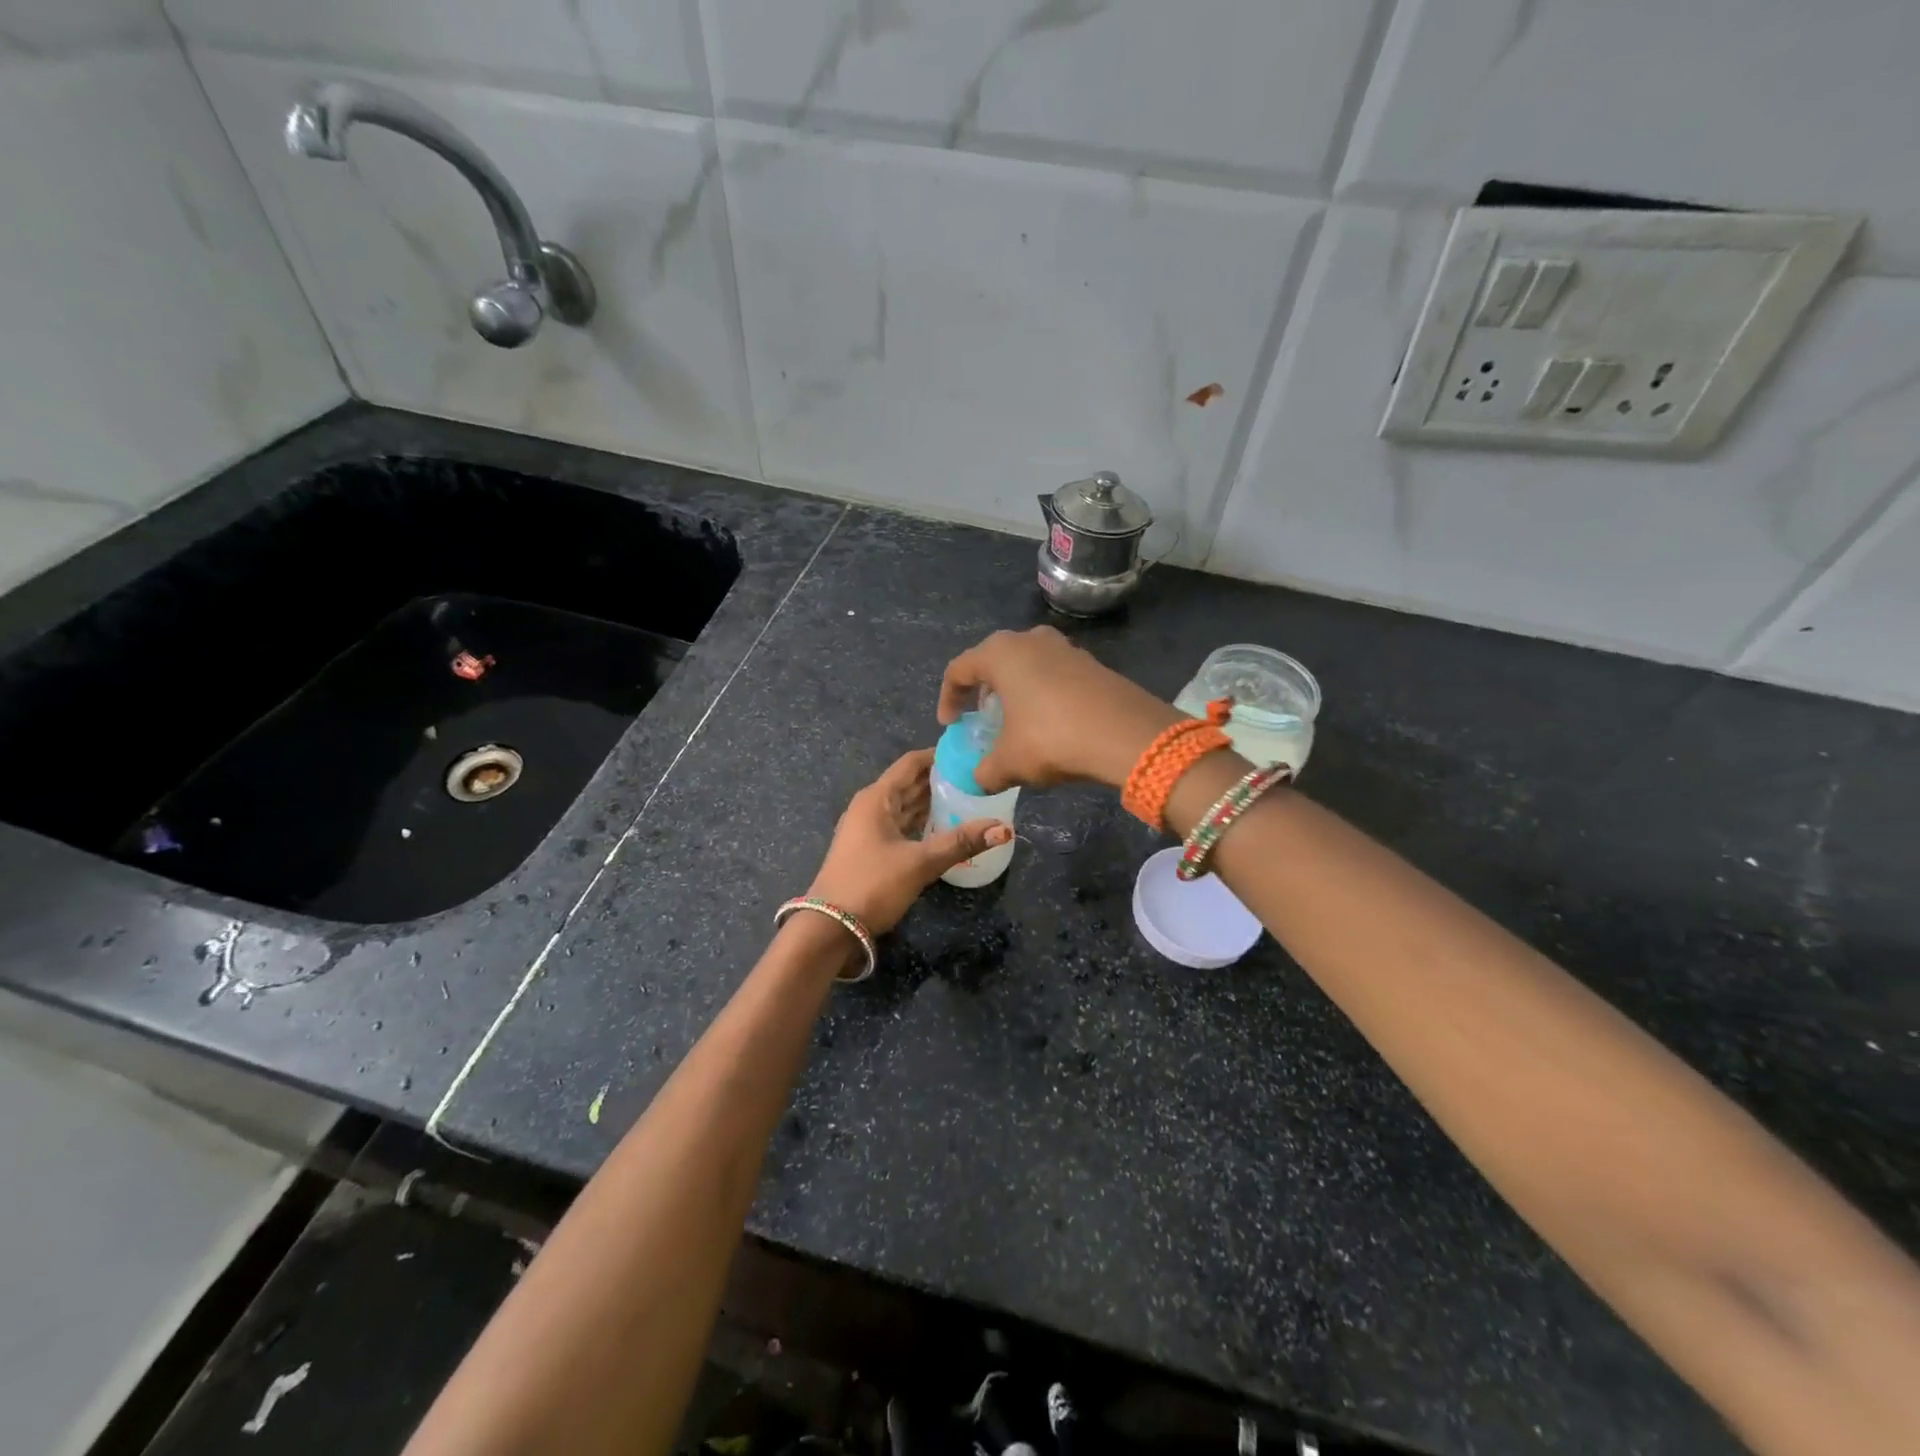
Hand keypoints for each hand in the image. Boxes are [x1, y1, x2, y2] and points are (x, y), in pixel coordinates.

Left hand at [807, 749, 1012, 934]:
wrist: (831, 928)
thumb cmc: (872, 885)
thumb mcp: (920, 862)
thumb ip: (961, 842)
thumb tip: (1004, 828)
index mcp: (876, 798)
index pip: (911, 763)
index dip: (938, 755)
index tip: (969, 753)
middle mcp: (870, 807)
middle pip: (909, 783)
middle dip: (940, 779)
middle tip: (977, 777)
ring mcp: (868, 829)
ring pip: (905, 806)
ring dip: (932, 802)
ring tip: (969, 799)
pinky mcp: (871, 850)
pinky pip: (901, 826)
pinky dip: (922, 823)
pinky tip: (945, 828)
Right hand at [937, 627, 1180, 791]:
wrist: (1128, 735)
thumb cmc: (1053, 738)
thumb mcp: (1010, 762)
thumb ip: (985, 771)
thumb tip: (979, 779)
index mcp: (1001, 653)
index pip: (959, 670)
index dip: (948, 699)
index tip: (951, 726)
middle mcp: (1030, 640)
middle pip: (993, 662)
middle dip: (983, 692)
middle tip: (981, 719)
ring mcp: (1065, 647)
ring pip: (1026, 665)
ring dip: (1015, 691)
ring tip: (1016, 722)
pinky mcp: (1091, 663)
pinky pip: (1053, 674)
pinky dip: (1043, 694)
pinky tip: (1050, 723)